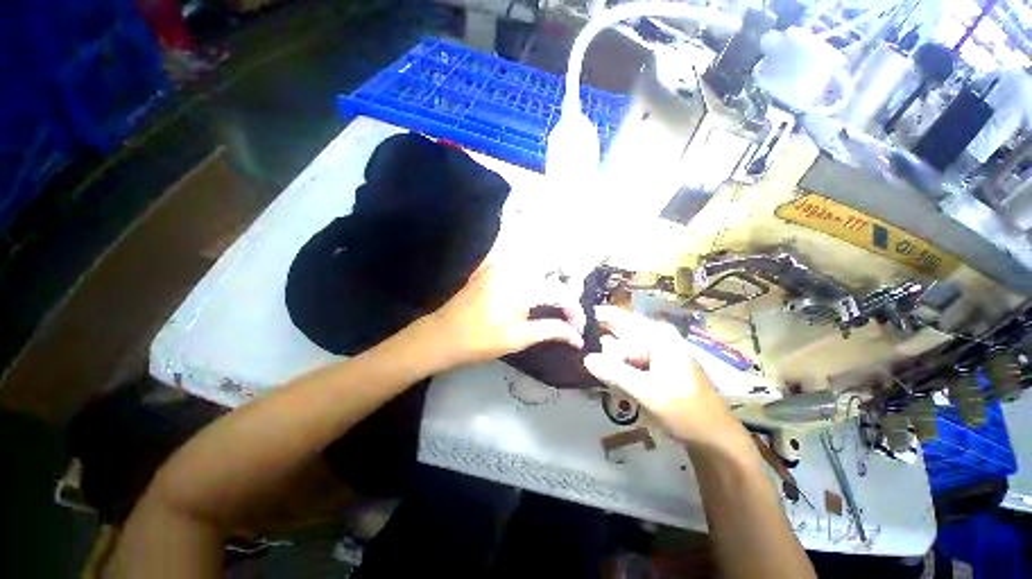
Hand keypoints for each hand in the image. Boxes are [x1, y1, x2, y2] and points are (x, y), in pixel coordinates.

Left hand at [423, 261, 585, 367]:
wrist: (443, 335)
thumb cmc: (481, 341)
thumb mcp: (519, 339)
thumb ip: (552, 331)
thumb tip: (577, 338)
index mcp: (522, 287)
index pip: (560, 293)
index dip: (574, 311)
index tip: (577, 328)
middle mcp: (513, 267)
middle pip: (552, 271)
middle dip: (565, 292)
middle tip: (567, 313)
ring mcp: (500, 263)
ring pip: (536, 264)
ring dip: (550, 281)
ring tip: (552, 304)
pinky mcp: (491, 265)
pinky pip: (519, 263)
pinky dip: (532, 274)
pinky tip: (532, 291)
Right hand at [584, 306, 743, 447]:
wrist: (714, 438)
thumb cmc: (685, 411)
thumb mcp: (648, 392)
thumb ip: (615, 373)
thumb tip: (585, 358)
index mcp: (656, 334)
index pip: (617, 317)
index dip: (594, 318)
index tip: (569, 324)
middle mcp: (654, 337)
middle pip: (616, 331)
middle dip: (595, 339)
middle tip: (573, 348)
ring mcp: (653, 351)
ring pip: (619, 347)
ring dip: (603, 356)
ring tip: (582, 361)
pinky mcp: (652, 366)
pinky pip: (625, 360)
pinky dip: (613, 366)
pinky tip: (601, 374)